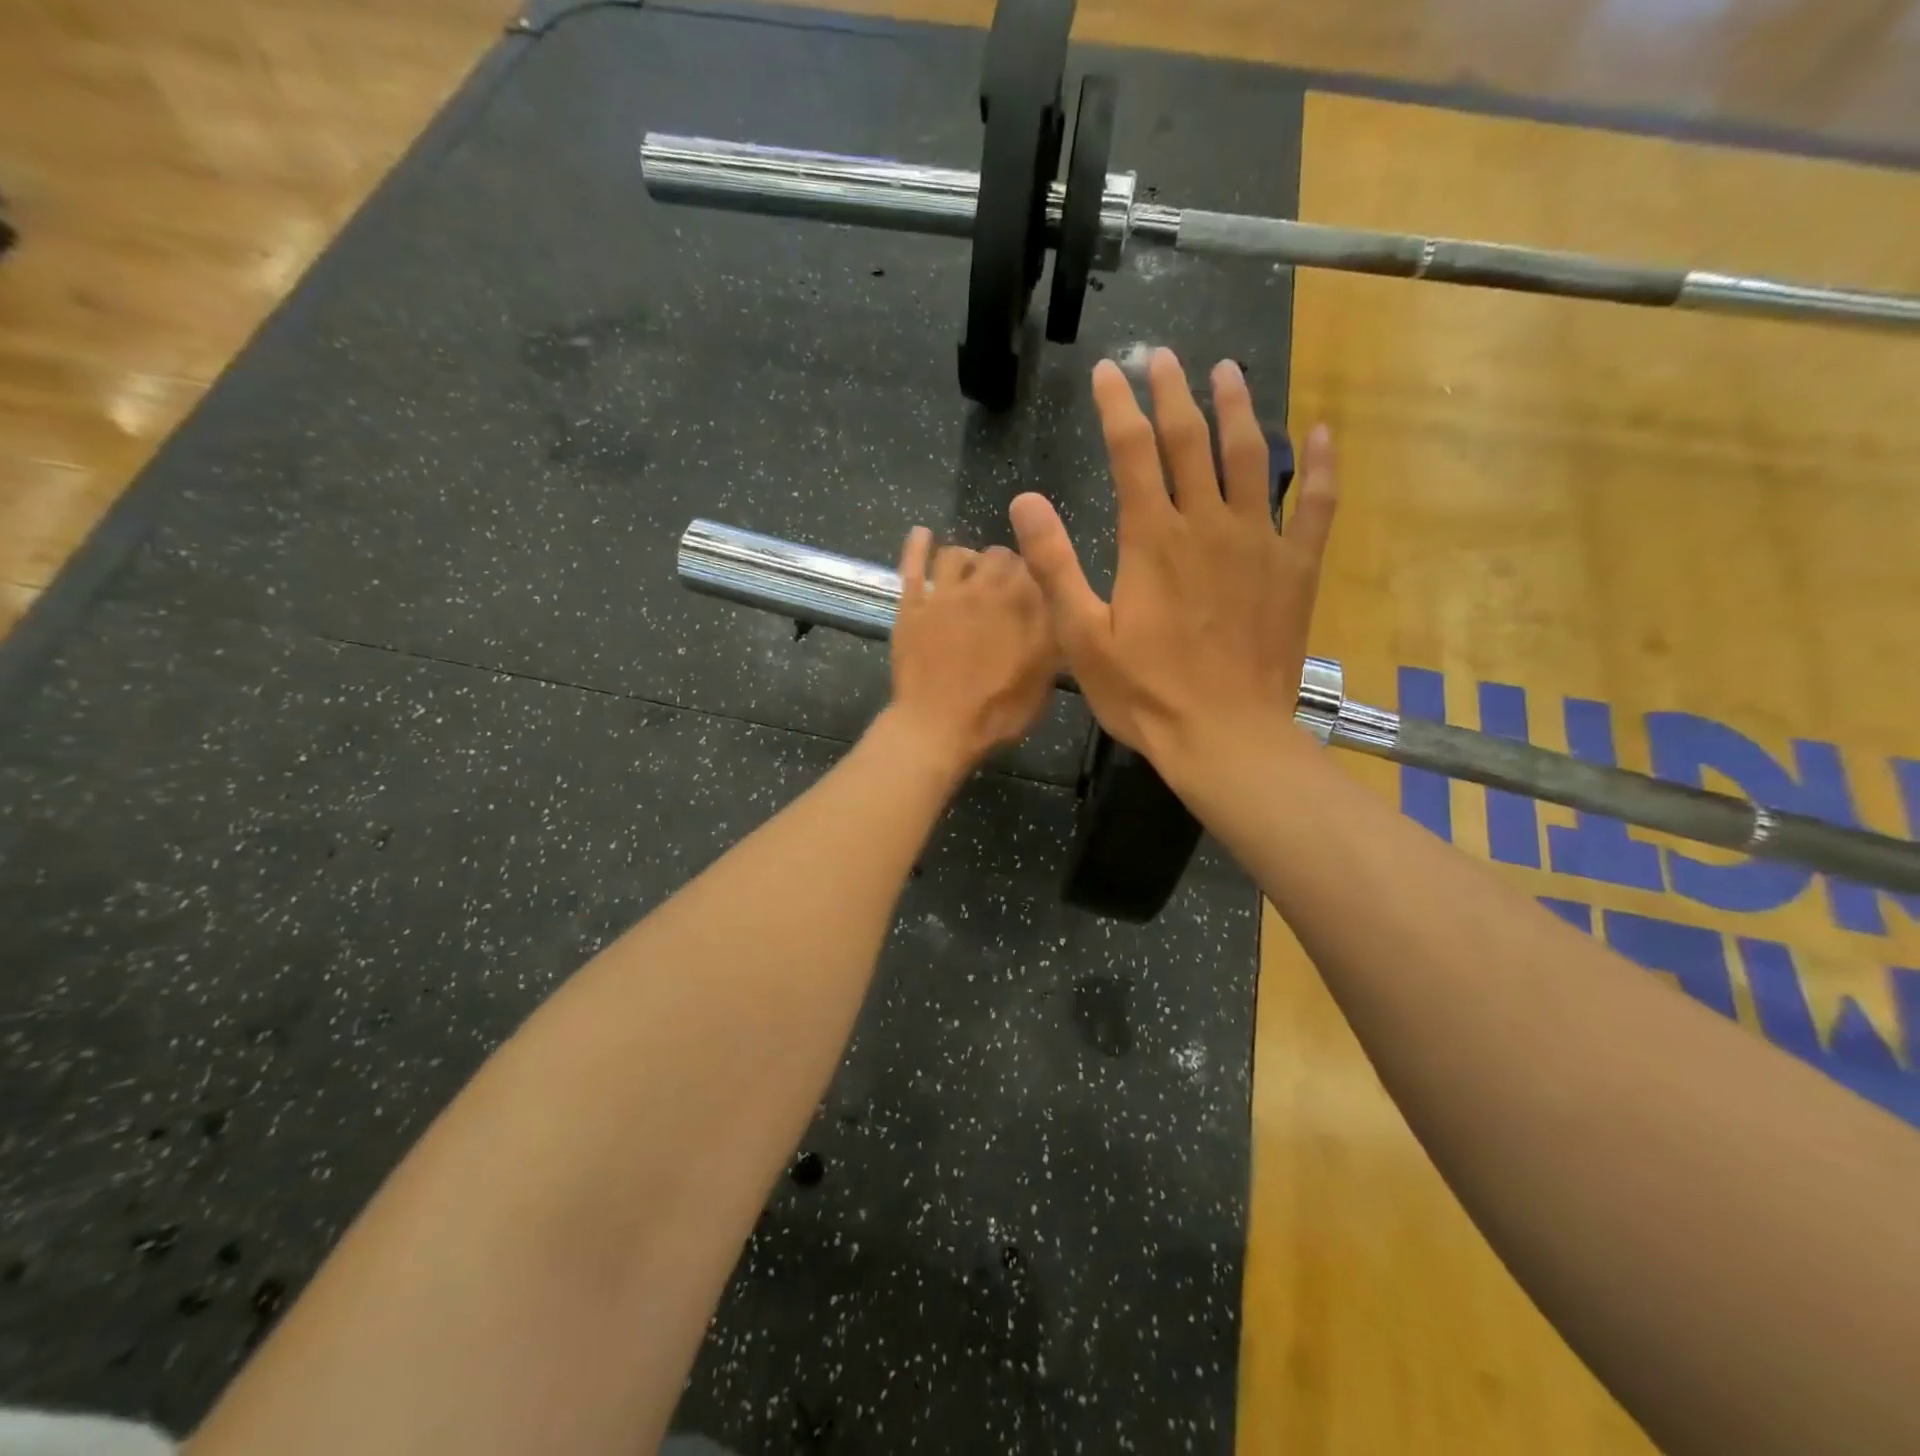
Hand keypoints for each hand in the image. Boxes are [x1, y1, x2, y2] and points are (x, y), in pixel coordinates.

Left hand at [881, 528, 1055, 774]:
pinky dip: (919, 544)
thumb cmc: (997, 713)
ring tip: (967, 570)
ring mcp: (946, 593)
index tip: (1033, 589)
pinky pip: (914, 563)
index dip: (1035, 575)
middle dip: (1003, 564)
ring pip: (957, 553)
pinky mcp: (913, 604)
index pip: (1036, 567)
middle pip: (999, 554)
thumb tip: (1056, 618)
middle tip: (1000, 584)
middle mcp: (988, 589)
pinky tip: (922, 534)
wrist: (939, 726)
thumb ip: (1051, 641)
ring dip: (967, 557)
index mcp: (1025, 605)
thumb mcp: (1043, 682)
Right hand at [1008, 348, 1338, 790]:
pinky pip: (1316, 506)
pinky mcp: (1295, 570)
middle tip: (1164, 357)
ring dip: (1239, 409)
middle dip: (1174, 392)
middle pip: (1192, 440)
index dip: (1118, 407)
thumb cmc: (1146, 694)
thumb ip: (1055, 565)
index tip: (1110, 371)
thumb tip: (1025, 501)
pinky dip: (1322, 467)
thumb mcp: (1082, 637)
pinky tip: (1323, 435)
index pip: (1132, 452)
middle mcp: (1208, 525)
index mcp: (1152, 540)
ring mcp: (1259, 543)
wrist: (1225, 737)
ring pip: (1253, 457)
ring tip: (1229, 371)